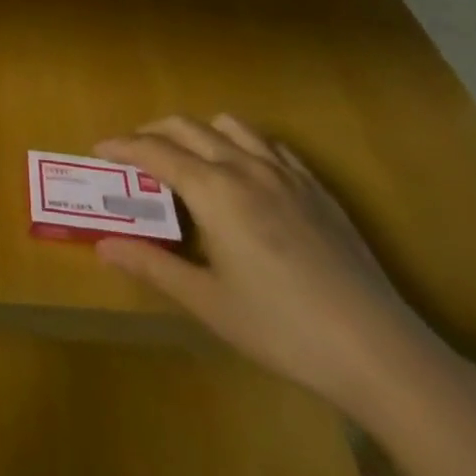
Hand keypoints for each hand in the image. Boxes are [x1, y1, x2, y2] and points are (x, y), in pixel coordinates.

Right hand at [94, 115, 461, 418]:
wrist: (377, 349)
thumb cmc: (281, 328)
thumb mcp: (208, 303)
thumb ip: (152, 266)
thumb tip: (103, 245)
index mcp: (214, 190)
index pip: (154, 151)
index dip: (122, 146)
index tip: (98, 148)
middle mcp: (244, 166)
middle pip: (186, 127)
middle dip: (152, 132)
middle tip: (134, 155)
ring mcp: (285, 172)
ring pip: (229, 125)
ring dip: (198, 131)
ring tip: (187, 158)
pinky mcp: (316, 186)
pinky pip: (269, 144)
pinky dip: (241, 144)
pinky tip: (244, 173)